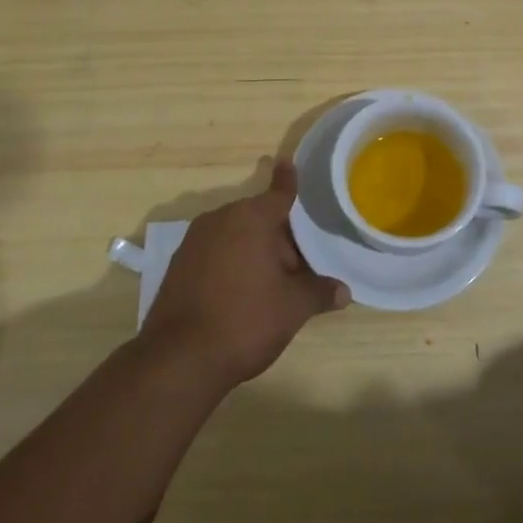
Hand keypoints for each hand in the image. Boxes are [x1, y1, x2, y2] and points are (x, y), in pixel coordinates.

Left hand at [139, 159, 349, 387]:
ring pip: (236, 237)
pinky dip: (232, 264)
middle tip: (300, 267)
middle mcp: (220, 219)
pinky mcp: (178, 266)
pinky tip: (241, 293)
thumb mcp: (292, 307)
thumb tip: (344, 291)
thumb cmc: (245, 320)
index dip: (288, 181)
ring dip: (255, 252)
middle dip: (280, 238)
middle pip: (259, 219)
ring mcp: (194, 242)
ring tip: (273, 285)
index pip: (279, 193)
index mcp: (251, 218)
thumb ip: (319, 292)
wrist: (179, 359)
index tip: (288, 163)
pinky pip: (215, 253)